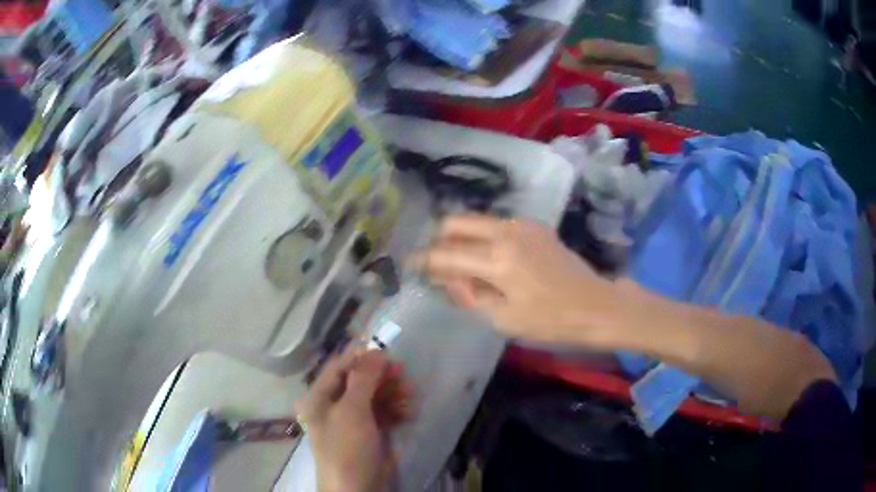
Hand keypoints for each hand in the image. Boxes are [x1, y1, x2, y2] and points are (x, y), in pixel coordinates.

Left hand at [297, 345, 412, 491]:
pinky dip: (395, 409)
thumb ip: (363, 379)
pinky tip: (408, 411)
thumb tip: (375, 350)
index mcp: (319, 398)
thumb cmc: (346, 447)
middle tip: (403, 371)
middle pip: (358, 381)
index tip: (385, 349)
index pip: (338, 367)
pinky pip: (382, 413)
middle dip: (381, 375)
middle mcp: (333, 406)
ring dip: (392, 392)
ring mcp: (352, 421)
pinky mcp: (369, 433)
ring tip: (410, 393)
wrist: (357, 489)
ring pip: (373, 396)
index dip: (360, 356)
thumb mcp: (352, 411)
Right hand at [411, 214, 623, 346]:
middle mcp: (506, 232)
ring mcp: (522, 224)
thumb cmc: (551, 320)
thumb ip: (470, 294)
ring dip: (461, 236)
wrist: (596, 305)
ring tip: (460, 262)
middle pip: (456, 222)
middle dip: (439, 239)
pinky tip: (486, 257)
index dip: (424, 260)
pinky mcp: (535, 226)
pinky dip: (482, 236)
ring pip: (476, 219)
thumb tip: (448, 278)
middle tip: (435, 261)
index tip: (409, 263)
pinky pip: (496, 224)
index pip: (447, 254)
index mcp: (497, 259)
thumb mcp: (504, 318)